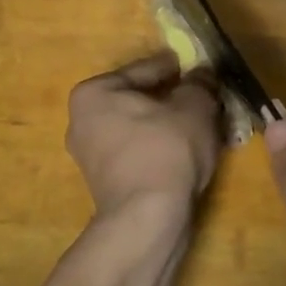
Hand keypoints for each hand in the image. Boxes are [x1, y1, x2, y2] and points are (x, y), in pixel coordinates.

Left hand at [66, 53, 221, 218]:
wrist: (148, 219)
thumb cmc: (166, 150)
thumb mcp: (194, 107)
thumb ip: (199, 84)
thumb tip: (202, 74)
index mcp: (93, 94)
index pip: (144, 69)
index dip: (177, 67)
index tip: (198, 67)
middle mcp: (81, 122)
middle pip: (139, 101)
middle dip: (172, 99)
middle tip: (204, 97)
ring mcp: (91, 157)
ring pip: (140, 129)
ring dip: (169, 126)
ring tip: (202, 126)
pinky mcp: (106, 185)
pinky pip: (140, 154)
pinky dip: (162, 149)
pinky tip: (188, 152)